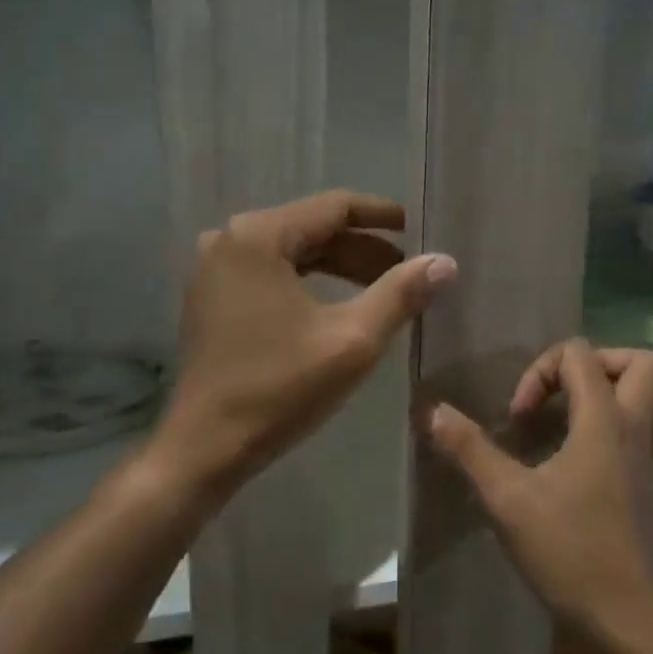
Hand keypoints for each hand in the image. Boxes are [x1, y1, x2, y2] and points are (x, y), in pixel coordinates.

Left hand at [152, 190, 456, 496]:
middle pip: (311, 228)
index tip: (417, 229)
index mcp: (258, 237)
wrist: (206, 446)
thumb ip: (400, 294)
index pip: (333, 206)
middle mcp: (229, 240)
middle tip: (406, 270)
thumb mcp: (352, 340)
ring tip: (382, 288)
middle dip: (362, 248)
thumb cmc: (280, 388)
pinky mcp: (211, 297)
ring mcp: (213, 269)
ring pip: (292, 252)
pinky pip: (270, 272)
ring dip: (338, 266)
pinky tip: (337, 304)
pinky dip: (308, 281)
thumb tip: (445, 261)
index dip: (381, 216)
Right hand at [426, 339, 652, 638]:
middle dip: (598, 362)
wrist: (628, 616)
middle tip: (560, 392)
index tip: (520, 417)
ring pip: (652, 396)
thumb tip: (433, 411)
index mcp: (605, 421)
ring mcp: (649, 456)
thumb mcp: (508, 500)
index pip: (580, 355)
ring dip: (613, 391)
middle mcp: (637, 428)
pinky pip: (644, 428)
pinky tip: (578, 454)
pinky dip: (616, 422)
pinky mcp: (648, 482)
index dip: (541, 371)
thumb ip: (470, 450)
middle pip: (643, 362)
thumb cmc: (570, 552)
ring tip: (570, 415)